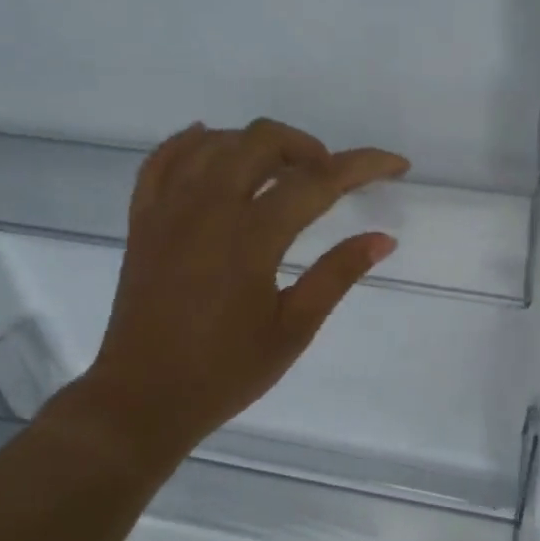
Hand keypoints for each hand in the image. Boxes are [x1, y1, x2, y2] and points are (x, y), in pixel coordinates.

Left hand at [63, 118, 408, 463]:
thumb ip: (337, 275)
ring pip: (215, 142)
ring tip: (282, 171)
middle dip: (309, 148)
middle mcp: (207, 209)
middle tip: (331, 178)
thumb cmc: (226, 372)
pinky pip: (164, 160)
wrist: (144, 398)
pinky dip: (193, 143)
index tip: (396, 165)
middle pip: (262, 142)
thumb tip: (383, 239)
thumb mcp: (293, 329)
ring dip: (258, 144)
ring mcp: (168, 210)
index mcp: (251, 238)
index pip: (317, 182)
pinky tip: (211, 144)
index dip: (362, 166)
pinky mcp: (143, 221)